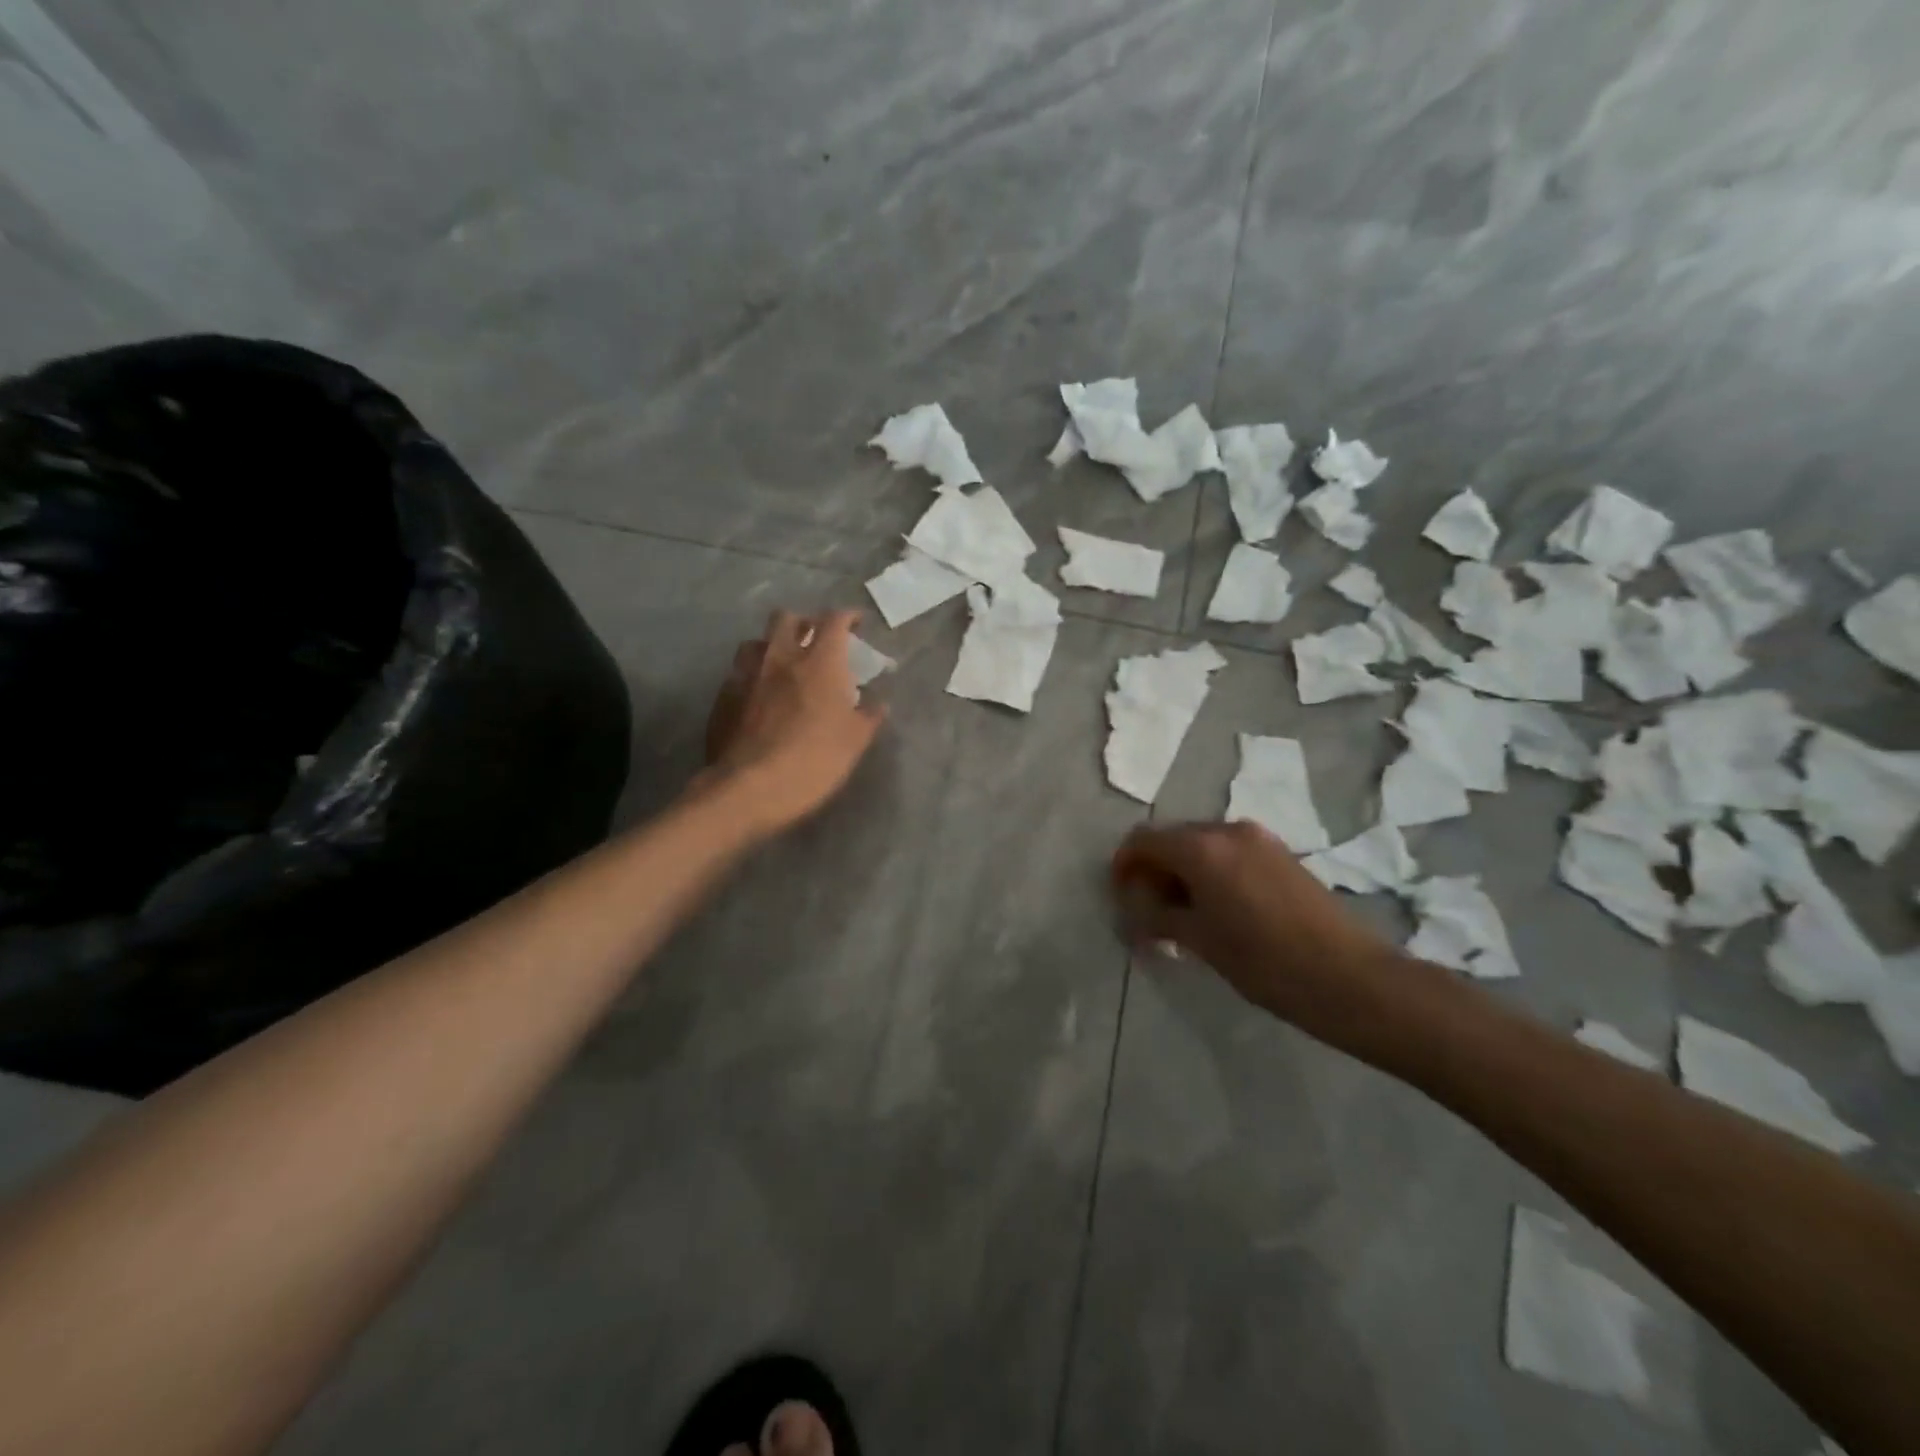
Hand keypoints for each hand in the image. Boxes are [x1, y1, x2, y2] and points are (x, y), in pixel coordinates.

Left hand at [701, 609, 884, 836]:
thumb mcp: (854, 742)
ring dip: (772, 645)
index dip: (848, 616)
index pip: (834, 620)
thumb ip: (868, 717)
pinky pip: (738, 673)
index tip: (856, 623)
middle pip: (787, 617)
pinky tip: (757, 696)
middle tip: (815, 640)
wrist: (749, 788)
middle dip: (804, 622)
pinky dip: (751, 676)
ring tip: (782, 665)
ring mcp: (746, 674)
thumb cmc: (814, 761)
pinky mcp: (723, 696)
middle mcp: (780, 657)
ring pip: (756, 641)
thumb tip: (879, 704)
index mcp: (819, 662)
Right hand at [1112, 821, 1426, 1054]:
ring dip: (1183, 871)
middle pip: (1172, 837)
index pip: (1143, 840)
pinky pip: (1229, 852)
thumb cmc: (1263, 961)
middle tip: (1149, 911)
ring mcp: (1258, 838)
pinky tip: (1218, 908)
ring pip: (1202, 845)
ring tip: (1183, 914)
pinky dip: (1211, 871)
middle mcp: (1227, 830)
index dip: (1124, 865)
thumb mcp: (1199, 940)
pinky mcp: (1280, 853)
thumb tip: (1131, 910)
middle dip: (1154, 869)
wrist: (1349, 978)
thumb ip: (1156, 916)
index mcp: (1201, 847)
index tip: (1120, 896)